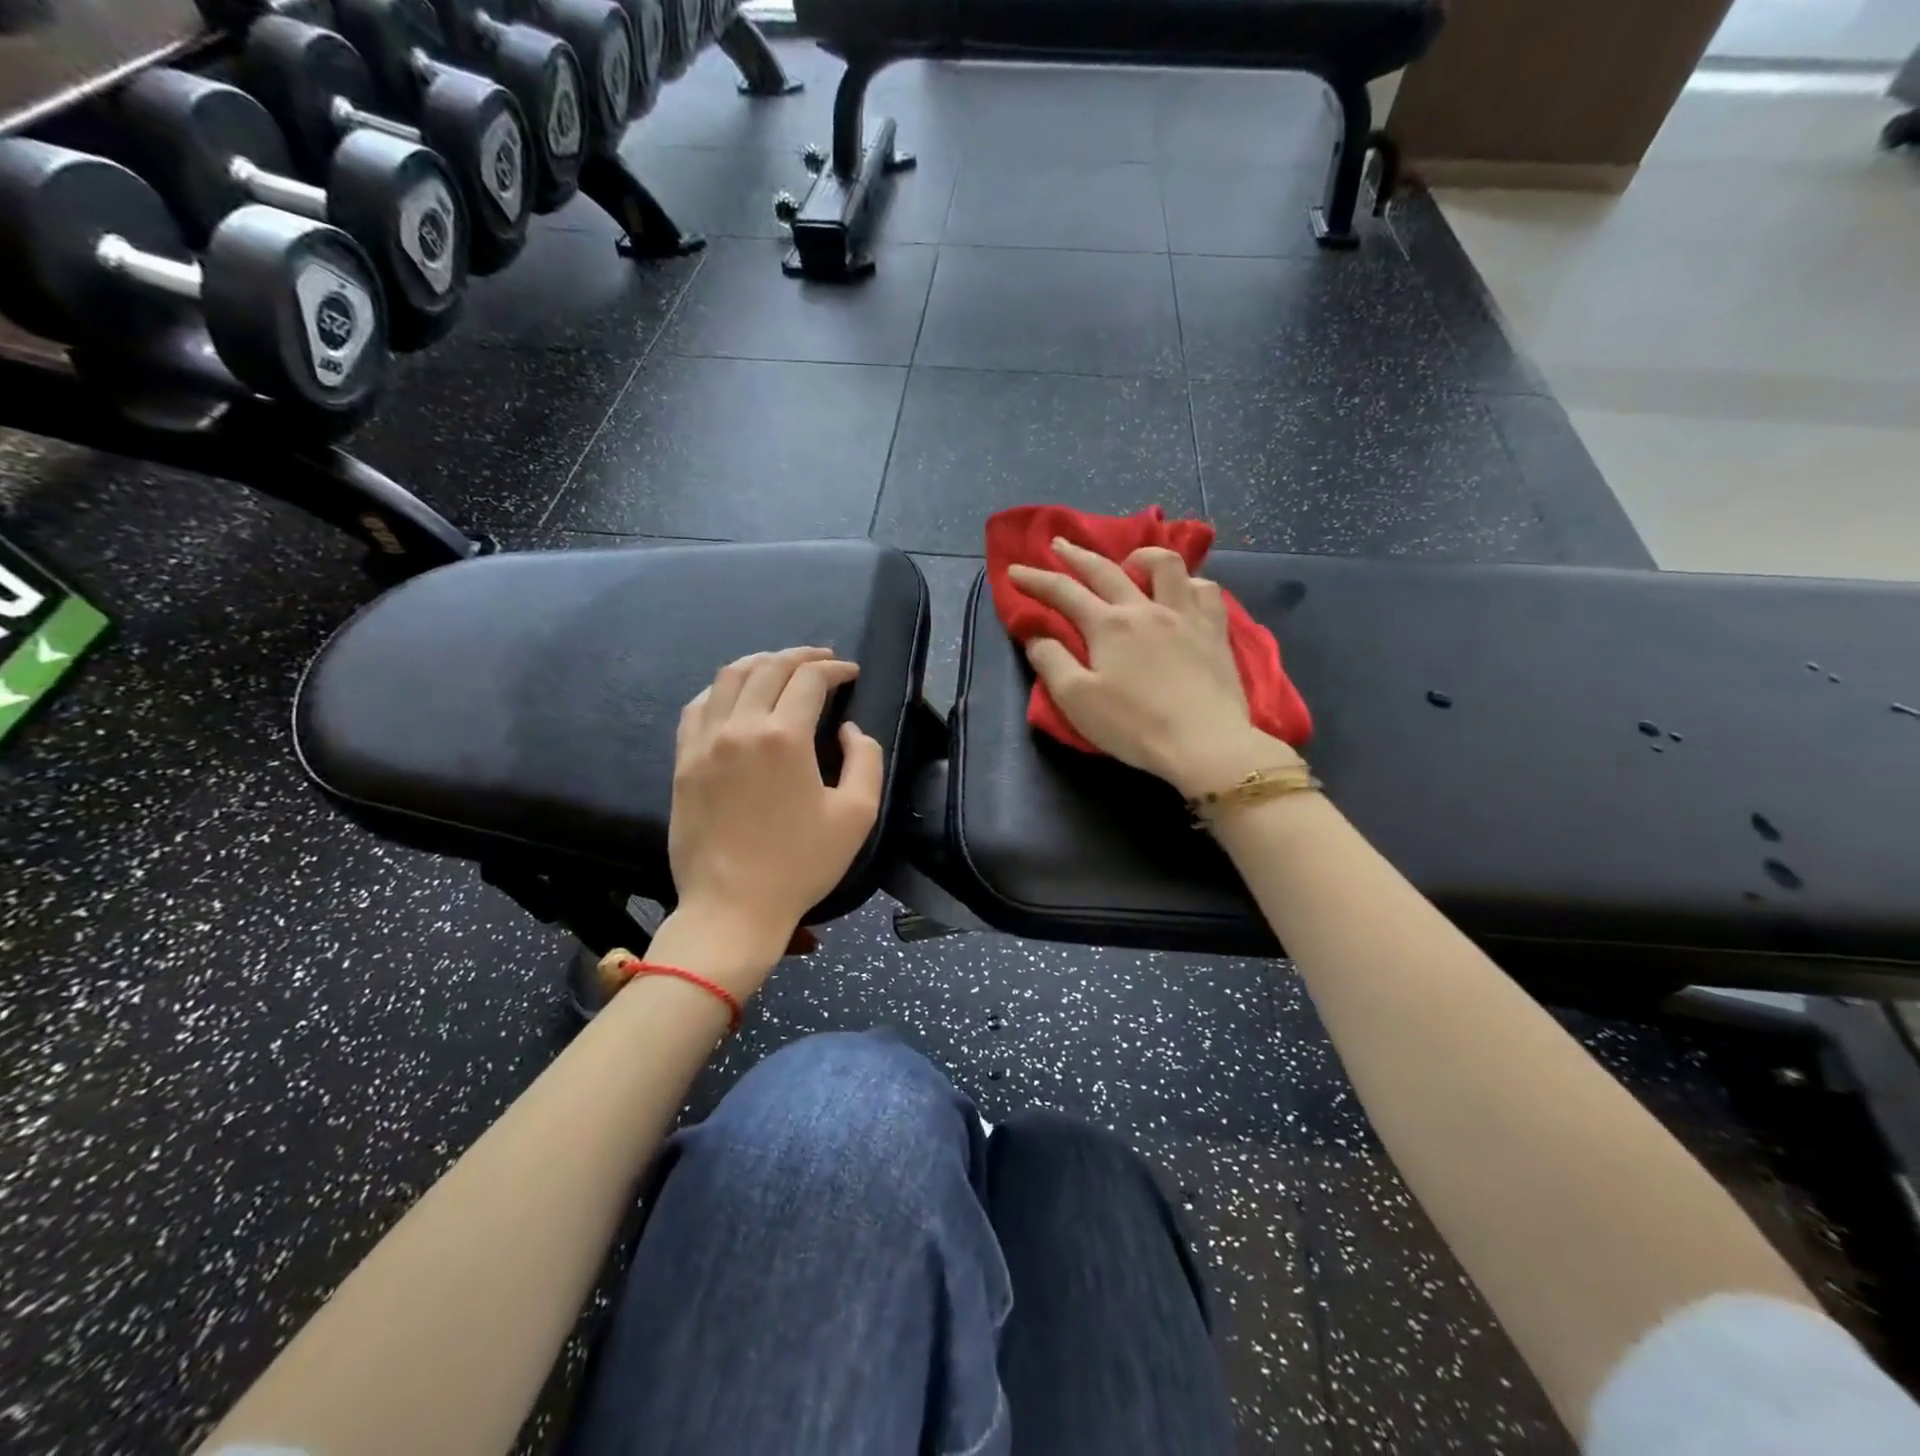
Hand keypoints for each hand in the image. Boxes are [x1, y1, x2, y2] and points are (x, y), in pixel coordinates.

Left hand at [669, 647, 883, 958]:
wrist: (732, 907)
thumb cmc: (801, 864)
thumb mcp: (858, 814)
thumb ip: (865, 758)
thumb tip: (848, 729)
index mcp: (783, 737)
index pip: (809, 679)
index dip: (834, 668)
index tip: (851, 673)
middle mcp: (739, 727)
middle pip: (768, 667)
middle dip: (800, 656)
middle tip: (822, 659)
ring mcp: (704, 742)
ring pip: (728, 677)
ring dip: (760, 662)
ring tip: (780, 666)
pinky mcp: (683, 761)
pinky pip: (697, 705)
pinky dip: (721, 689)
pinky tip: (736, 696)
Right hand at [1009, 539, 1298, 796]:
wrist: (1204, 742)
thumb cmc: (1134, 725)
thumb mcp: (1077, 700)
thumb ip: (1051, 662)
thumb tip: (1035, 636)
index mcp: (1108, 625)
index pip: (1064, 592)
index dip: (1036, 579)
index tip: (1015, 570)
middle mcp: (1145, 608)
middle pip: (1106, 570)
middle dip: (1077, 556)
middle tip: (1059, 545)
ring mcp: (1185, 615)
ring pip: (1166, 565)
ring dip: (1141, 557)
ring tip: (1130, 565)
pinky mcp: (1215, 630)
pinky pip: (1206, 590)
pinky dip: (1189, 583)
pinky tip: (1183, 593)